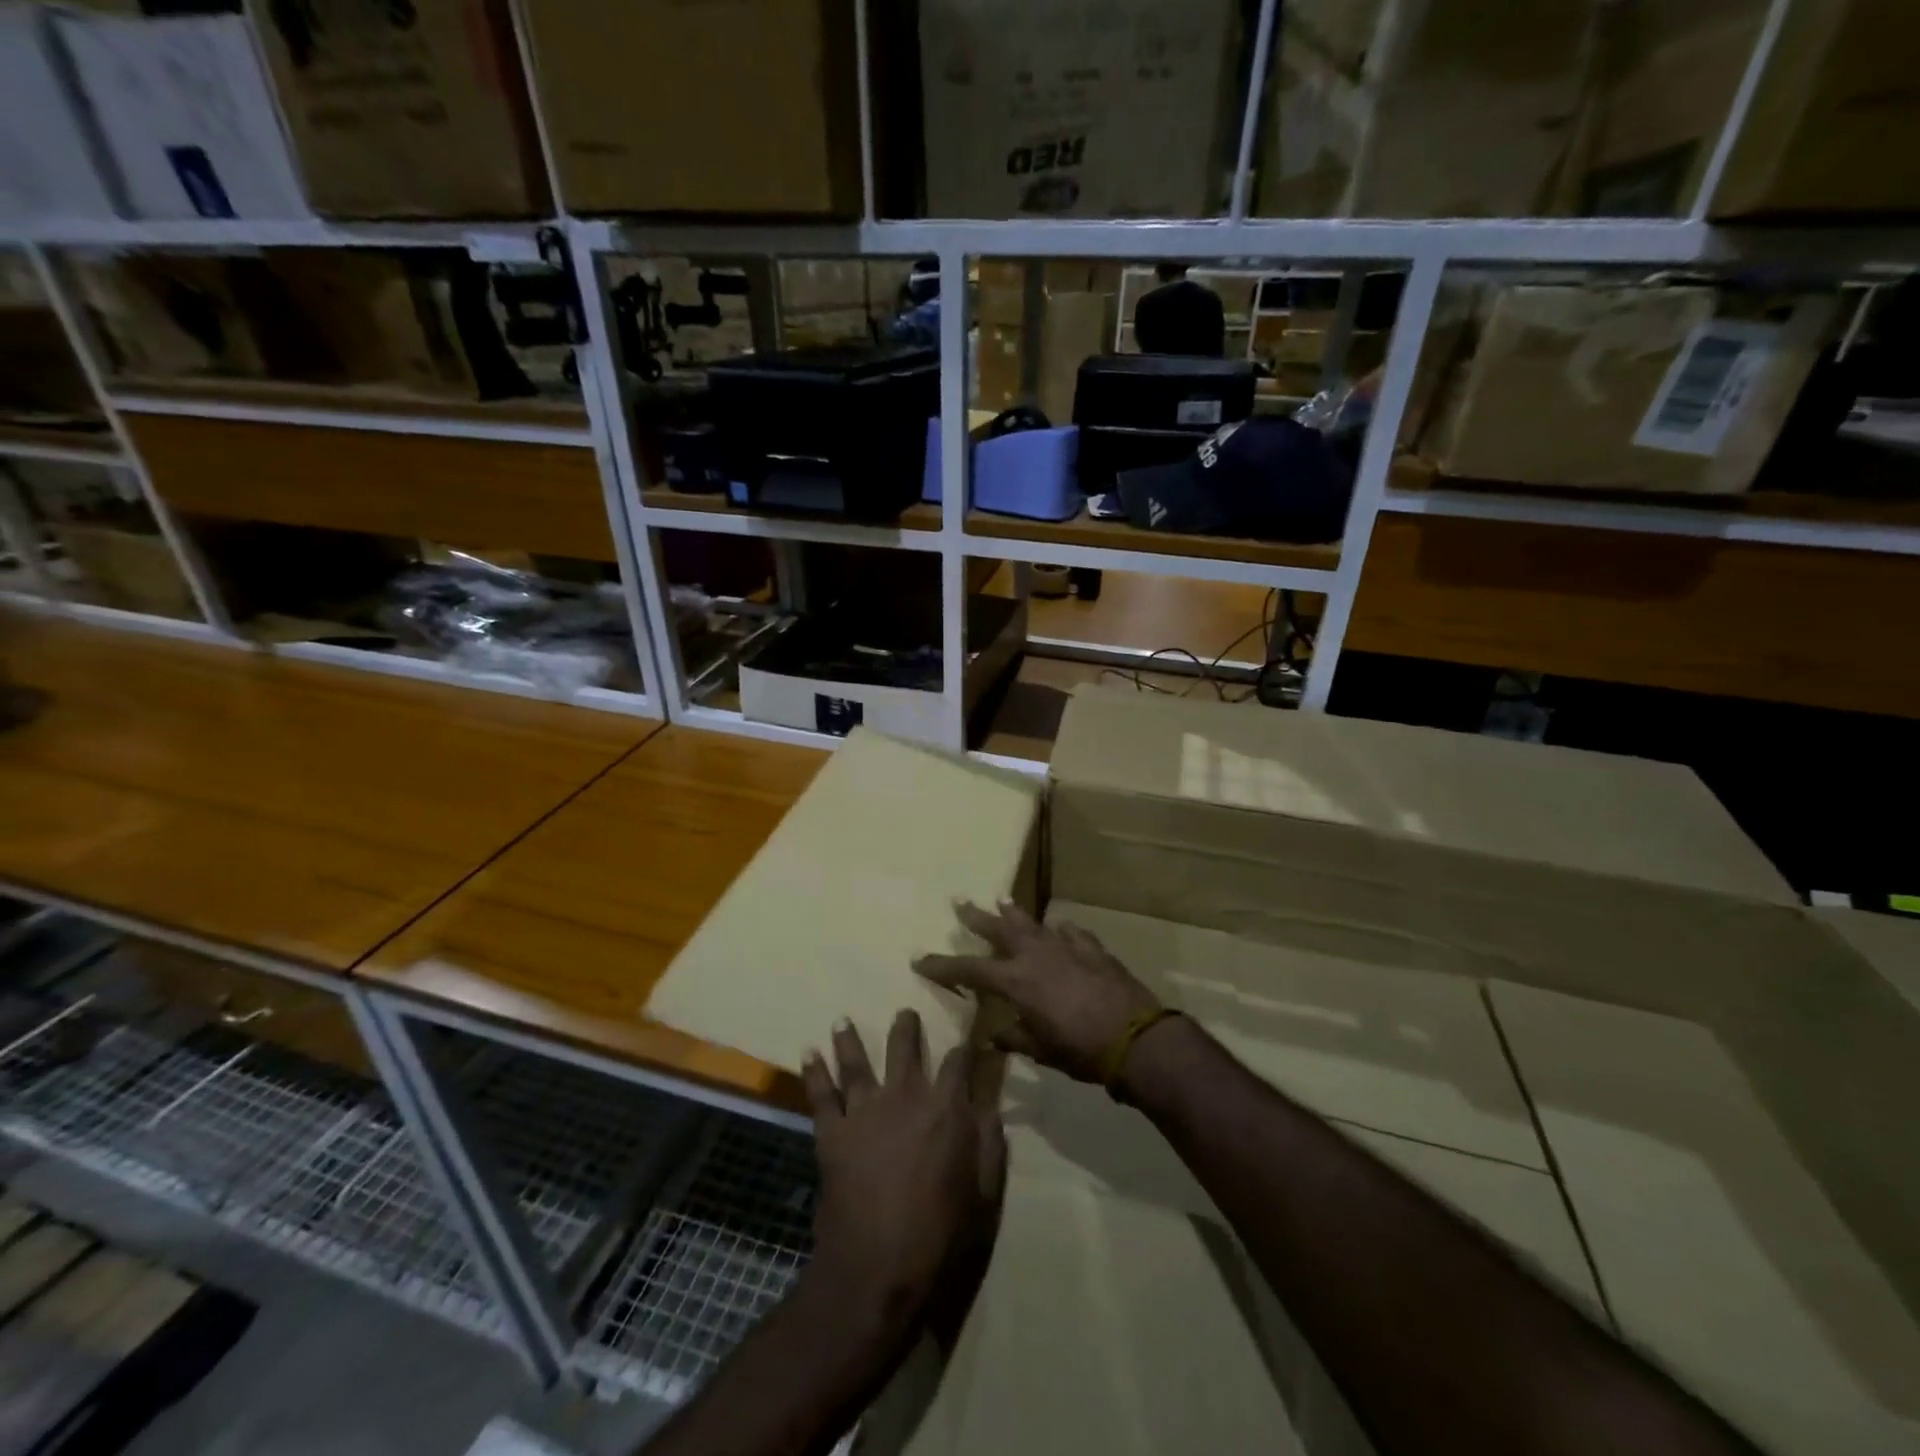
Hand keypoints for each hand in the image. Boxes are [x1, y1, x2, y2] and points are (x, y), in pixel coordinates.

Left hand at [802, 1011, 1004, 1336]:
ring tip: (842, 1020)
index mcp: (946, 1109)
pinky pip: (820, 1095)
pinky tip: (807, 1052)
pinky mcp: (832, 1133)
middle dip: (906, 1027)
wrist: (877, 1269)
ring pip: (856, 1062)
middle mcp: (905, 1097)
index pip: (958, 1062)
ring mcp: (864, 1111)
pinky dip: (812, 1071)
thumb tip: (991, 1107)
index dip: (964, 1048)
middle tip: (905, 1012)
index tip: (967, 1038)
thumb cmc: (939, 1236)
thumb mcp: (983, 1195)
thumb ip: (990, 1146)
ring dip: (849, 1038)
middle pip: (904, 1048)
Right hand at [913, 901, 1160, 1083]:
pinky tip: (1059, 928)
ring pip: (1033, 923)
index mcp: (1016, 981)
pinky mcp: (1093, 949)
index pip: (969, 969)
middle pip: (999, 929)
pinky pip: (1071, 934)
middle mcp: (1035, 955)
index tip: (920, 959)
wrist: (1136, 1039)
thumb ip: (1015, 1039)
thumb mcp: (1041, 1050)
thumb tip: (993, 1036)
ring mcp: (1066, 947)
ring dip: (1015, 913)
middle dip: (976, 917)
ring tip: (1002, 899)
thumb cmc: (1081, 1050)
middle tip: (959, 901)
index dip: (943, 965)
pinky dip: (1061, 931)